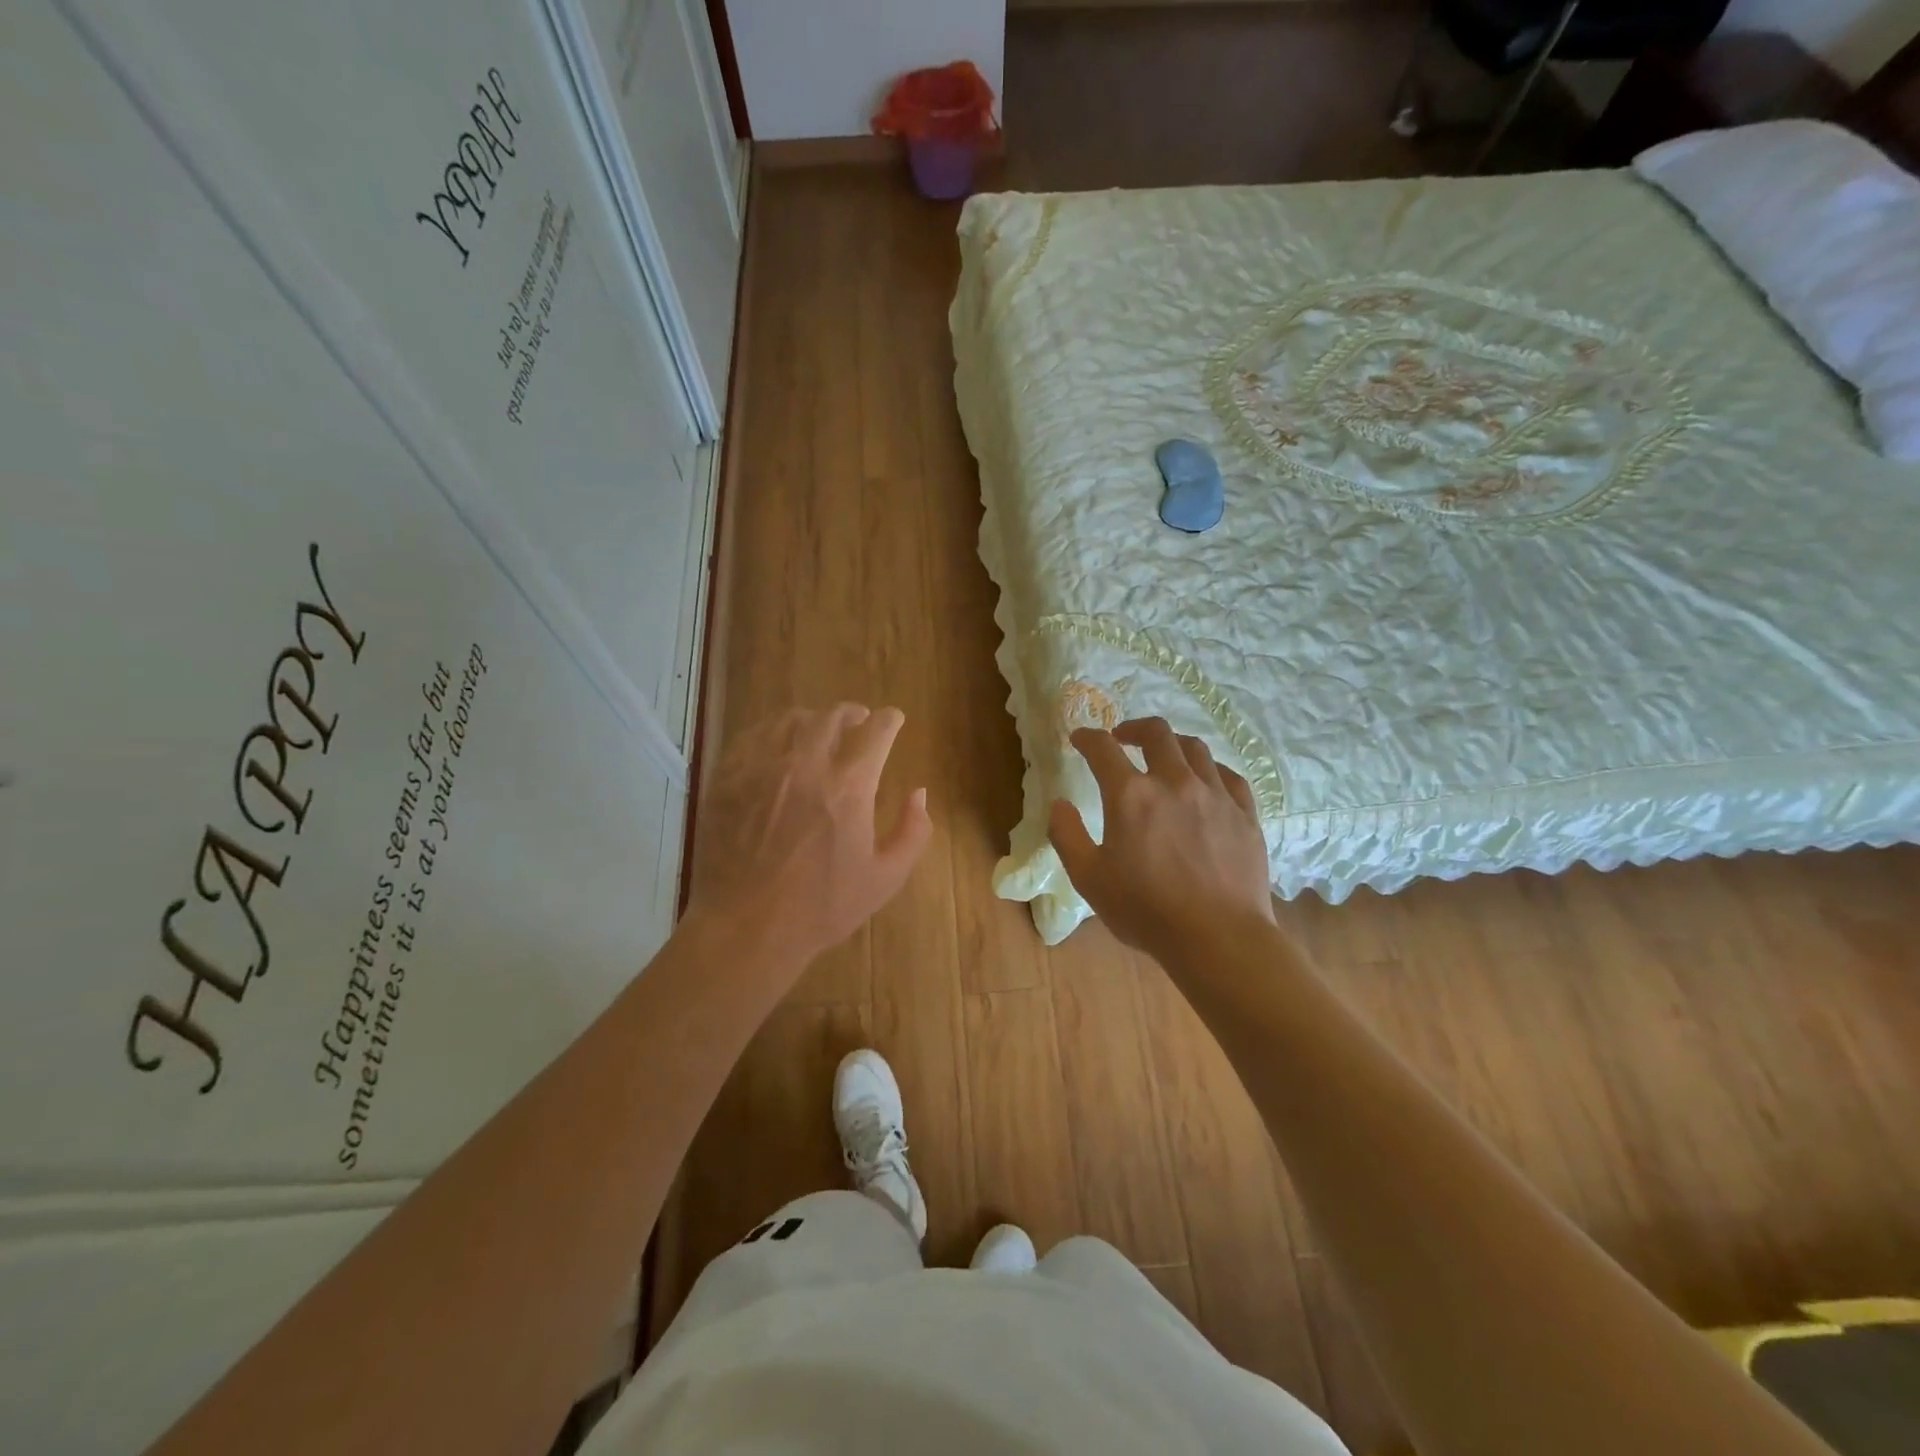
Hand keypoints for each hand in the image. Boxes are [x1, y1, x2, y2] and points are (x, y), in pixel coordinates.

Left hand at [686, 705, 931, 966]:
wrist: (746, 927)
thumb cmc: (822, 907)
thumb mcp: (886, 878)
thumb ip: (912, 831)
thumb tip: (919, 794)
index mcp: (850, 786)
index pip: (876, 730)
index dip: (889, 720)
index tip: (893, 720)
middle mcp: (806, 764)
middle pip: (832, 716)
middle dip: (851, 714)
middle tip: (857, 722)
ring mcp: (762, 768)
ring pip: (790, 720)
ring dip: (812, 720)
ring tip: (816, 732)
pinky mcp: (729, 778)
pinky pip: (753, 736)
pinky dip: (772, 733)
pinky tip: (776, 746)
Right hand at [1049, 718, 1273, 959]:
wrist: (1219, 937)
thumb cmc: (1146, 910)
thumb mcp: (1089, 878)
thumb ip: (1067, 835)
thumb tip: (1059, 804)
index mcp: (1131, 795)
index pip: (1103, 748)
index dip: (1087, 737)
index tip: (1079, 738)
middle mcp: (1174, 782)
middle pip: (1156, 733)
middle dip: (1134, 728)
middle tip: (1123, 739)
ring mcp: (1214, 795)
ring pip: (1195, 748)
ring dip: (1172, 744)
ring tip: (1164, 756)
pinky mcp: (1244, 813)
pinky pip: (1228, 775)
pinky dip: (1209, 769)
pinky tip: (1205, 781)